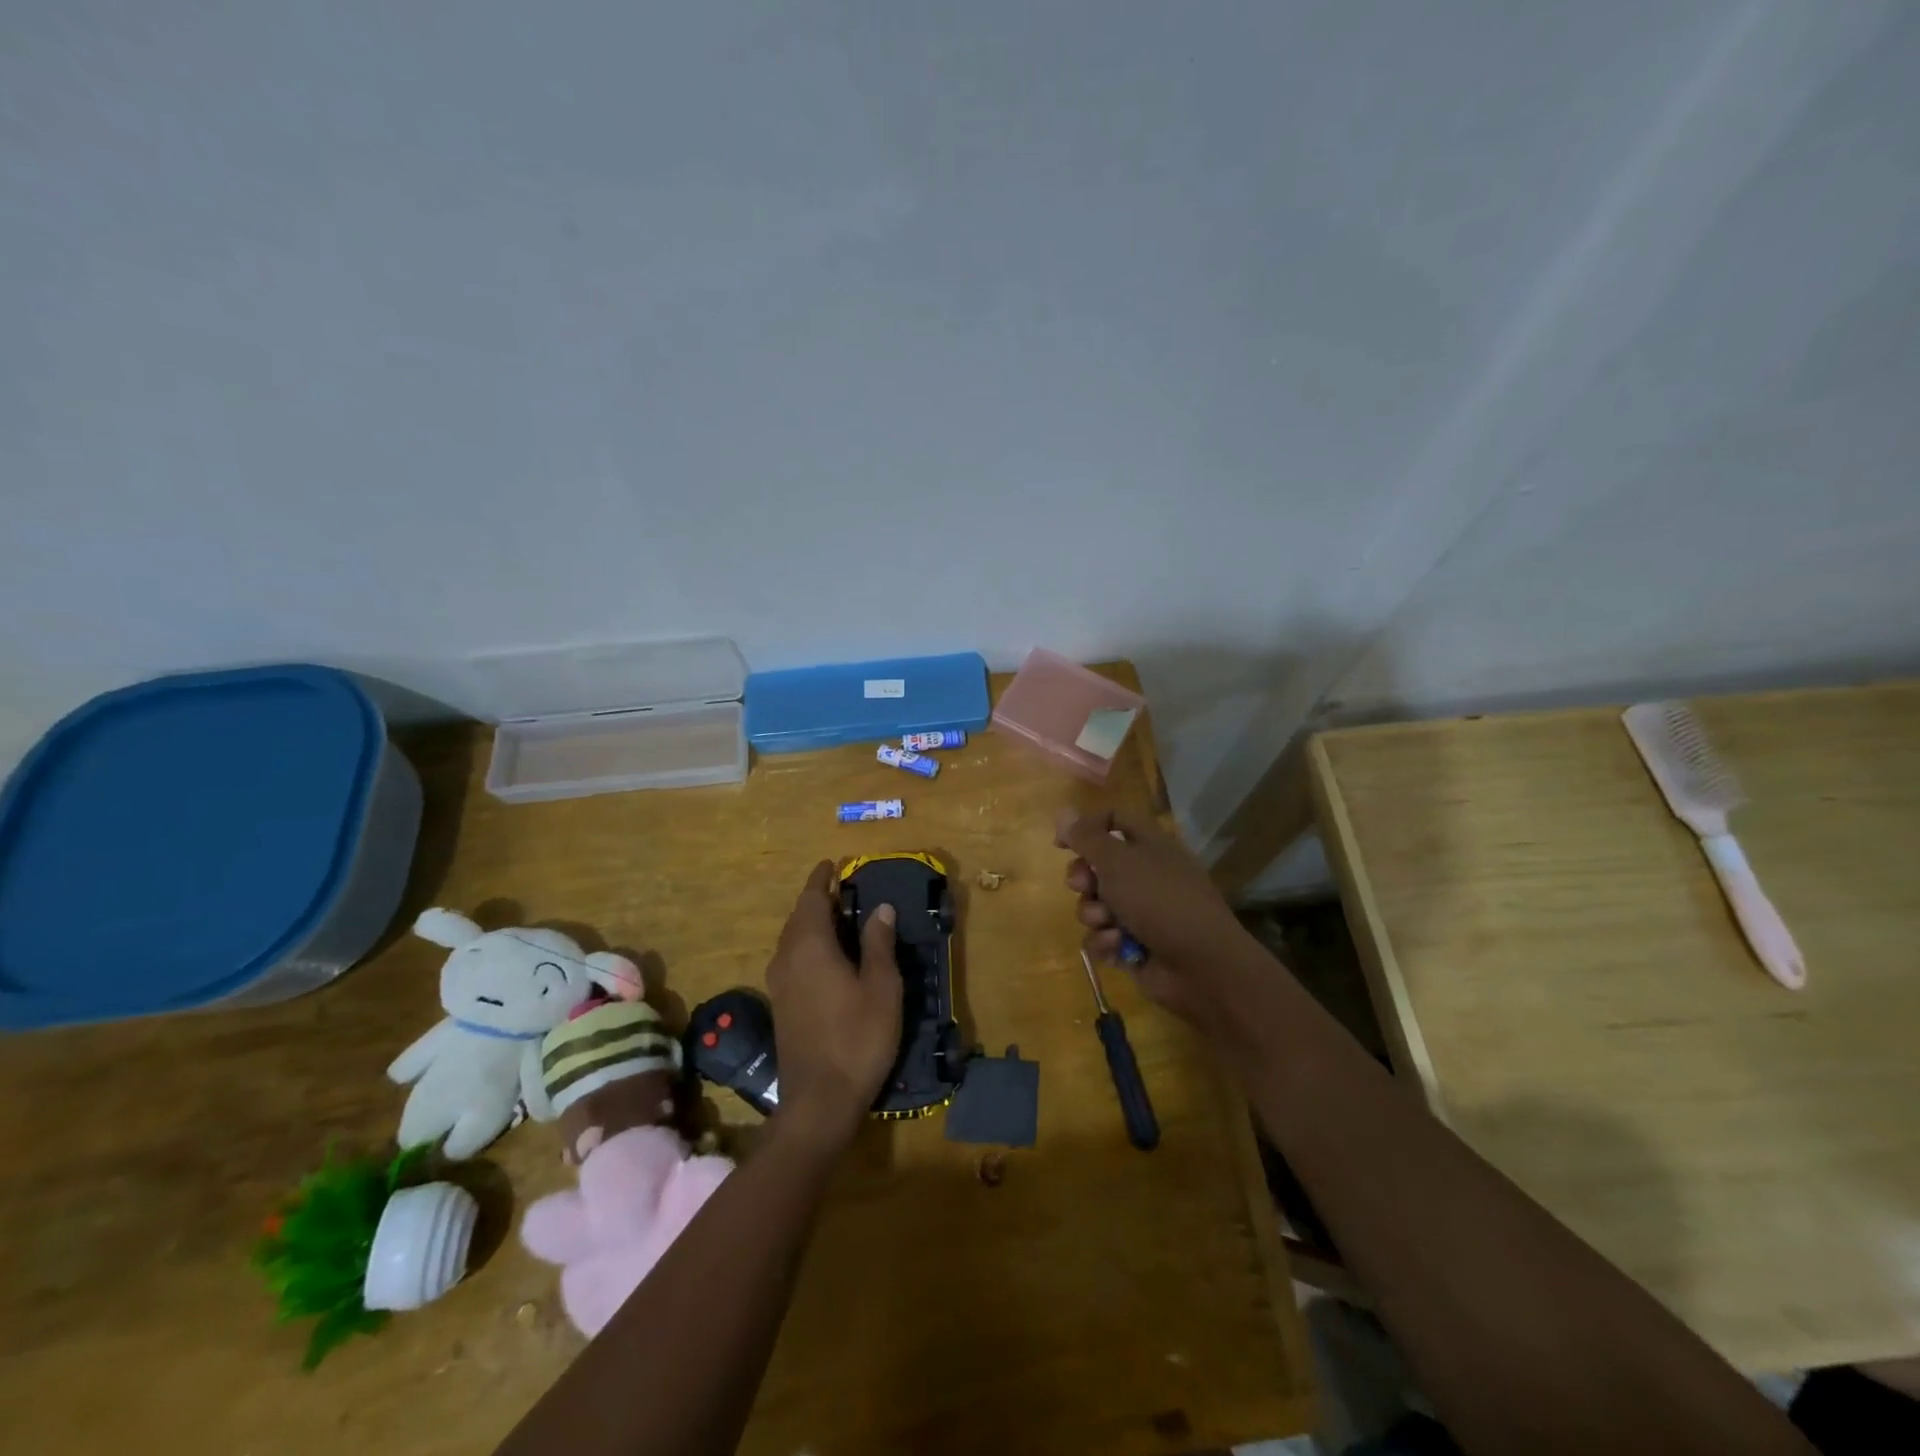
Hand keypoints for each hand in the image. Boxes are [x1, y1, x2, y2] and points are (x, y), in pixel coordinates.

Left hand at [763, 861, 902, 1148]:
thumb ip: (878, 944)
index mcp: (810, 946)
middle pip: (798, 916)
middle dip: (818, 899)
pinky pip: (792, 958)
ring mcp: (779, 983)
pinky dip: (808, 945)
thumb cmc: (857, 1038)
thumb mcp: (881, 987)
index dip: (821, 878)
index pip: (811, 898)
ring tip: (839, 917)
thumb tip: (879, 908)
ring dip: (812, 922)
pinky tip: (828, 957)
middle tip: (843, 889)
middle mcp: (787, 957)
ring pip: (792, 939)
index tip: (832, 863)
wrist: (819, 1101)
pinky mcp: (781, 1004)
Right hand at [1055, 808, 1256, 1030]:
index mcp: (1149, 846)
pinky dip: (1106, 942)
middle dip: (1083, 879)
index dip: (1086, 827)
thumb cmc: (1160, 900)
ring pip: (1094, 905)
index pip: (1114, 821)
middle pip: (1097, 867)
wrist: (1201, 965)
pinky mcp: (1133, 946)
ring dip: (1094, 915)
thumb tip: (1063, 813)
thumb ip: (1087, 838)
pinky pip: (1102, 938)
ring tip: (1110, 925)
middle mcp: (1144, 875)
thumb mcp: (1119, 861)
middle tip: (1083, 886)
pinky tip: (1119, 948)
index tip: (1061, 844)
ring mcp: (1140, 913)